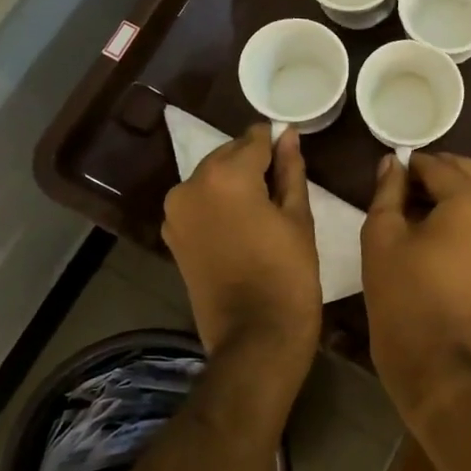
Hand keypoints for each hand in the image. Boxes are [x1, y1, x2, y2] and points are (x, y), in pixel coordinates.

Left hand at [163, 125, 320, 385]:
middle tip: (282, 183)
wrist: (255, 336)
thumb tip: (288, 135)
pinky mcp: (172, 234)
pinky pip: (200, 202)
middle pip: (228, 154)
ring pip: (212, 177)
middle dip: (253, 161)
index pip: (255, 138)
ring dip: (235, 182)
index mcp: (226, 175)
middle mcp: (191, 184)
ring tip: (264, 206)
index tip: (292, 150)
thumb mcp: (298, 216)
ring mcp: (176, 211)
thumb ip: (290, 169)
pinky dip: (219, 202)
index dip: (276, 141)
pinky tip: (243, 222)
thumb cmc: (288, 273)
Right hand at [362, 152, 470, 420]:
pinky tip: (438, 233)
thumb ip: (389, 189)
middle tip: (401, 196)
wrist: (435, 359)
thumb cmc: (403, 294)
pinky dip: (466, 215)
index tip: (388, 180)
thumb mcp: (382, 235)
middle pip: (465, 173)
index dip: (409, 168)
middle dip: (434, 177)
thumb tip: (393, 161)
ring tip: (417, 216)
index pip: (436, 165)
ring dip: (451, 194)